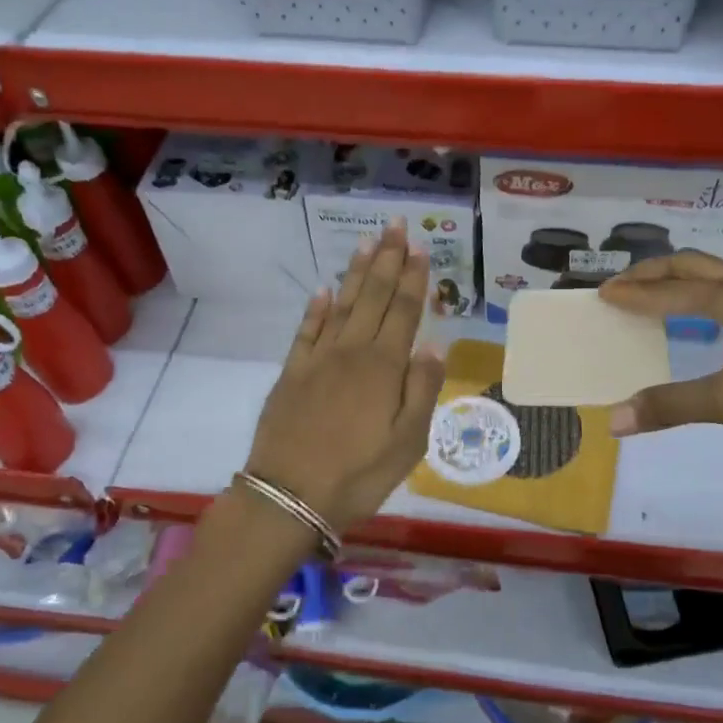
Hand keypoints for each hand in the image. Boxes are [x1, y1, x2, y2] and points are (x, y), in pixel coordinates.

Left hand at [245, 222, 444, 531]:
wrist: (289, 495)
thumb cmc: (359, 474)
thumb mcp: (408, 442)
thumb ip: (423, 389)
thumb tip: (433, 343)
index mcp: (384, 367)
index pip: (403, 311)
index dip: (412, 278)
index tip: (419, 247)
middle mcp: (351, 352)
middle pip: (372, 297)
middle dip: (386, 260)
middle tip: (395, 226)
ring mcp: (317, 360)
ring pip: (341, 305)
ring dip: (355, 273)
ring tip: (367, 243)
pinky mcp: (291, 373)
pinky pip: (306, 331)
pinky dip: (316, 308)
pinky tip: (324, 290)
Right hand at [597, 251, 722, 489]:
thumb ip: (672, 406)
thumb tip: (613, 420)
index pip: (670, 291)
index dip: (633, 294)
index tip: (601, 294)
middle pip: (692, 266)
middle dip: (652, 273)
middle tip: (620, 286)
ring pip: (716, 278)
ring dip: (680, 282)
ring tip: (654, 298)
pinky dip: (703, 297)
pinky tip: (705, 322)